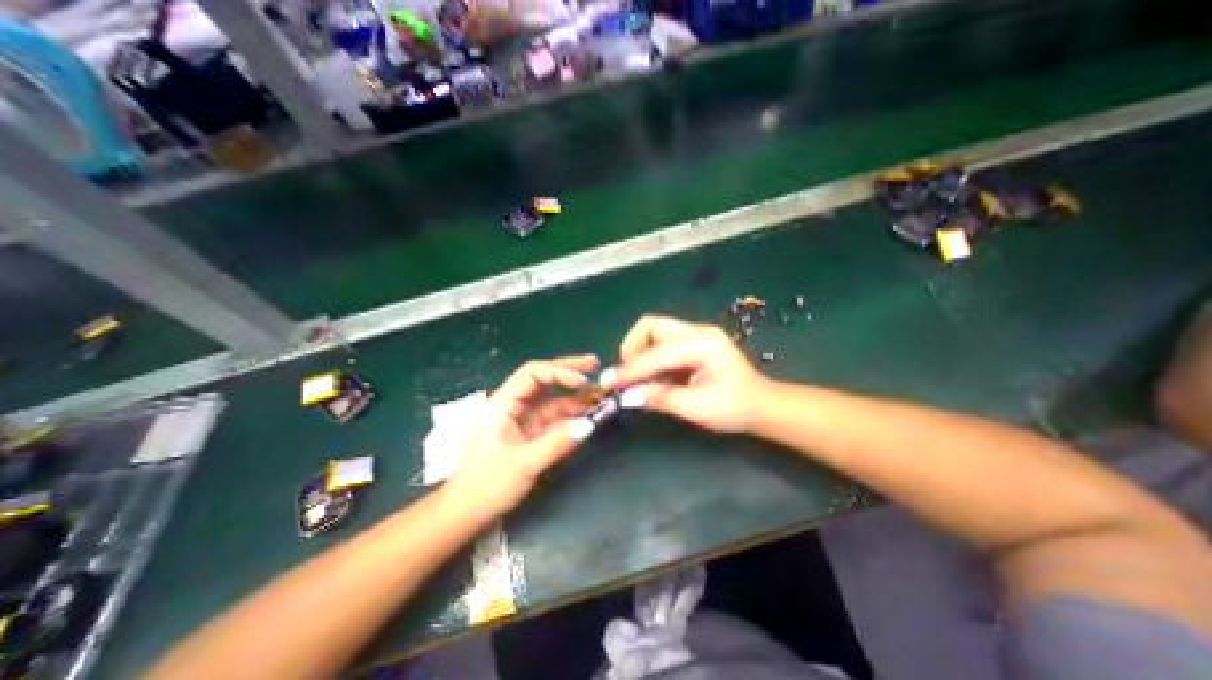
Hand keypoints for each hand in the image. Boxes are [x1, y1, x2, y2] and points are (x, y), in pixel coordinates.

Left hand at [443, 355, 597, 514]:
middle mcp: (514, 405)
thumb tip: (589, 424)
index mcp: (503, 403)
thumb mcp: (524, 464)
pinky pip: (554, 418)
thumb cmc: (486, 486)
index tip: (582, 381)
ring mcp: (523, 419)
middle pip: (543, 379)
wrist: (465, 513)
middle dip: (569, 371)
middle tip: (595, 364)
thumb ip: (557, 443)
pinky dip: (572, 416)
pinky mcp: (530, 433)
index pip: (532, 373)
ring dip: (575, 396)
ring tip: (600, 394)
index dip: (558, 372)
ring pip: (552, 399)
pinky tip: (589, 416)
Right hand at [604, 315, 769, 431]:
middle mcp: (698, 331)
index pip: (656, 353)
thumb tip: (626, 396)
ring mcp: (696, 333)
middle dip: (632, 349)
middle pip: (650, 326)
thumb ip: (660, 398)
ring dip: (640, 353)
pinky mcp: (694, 341)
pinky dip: (651, 357)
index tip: (608, 382)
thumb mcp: (697, 408)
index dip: (630, 369)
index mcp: (703, 345)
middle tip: (629, 375)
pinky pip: (662, 342)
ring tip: (642, 378)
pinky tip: (655, 376)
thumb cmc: (735, 409)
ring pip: (654, 331)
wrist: (762, 405)